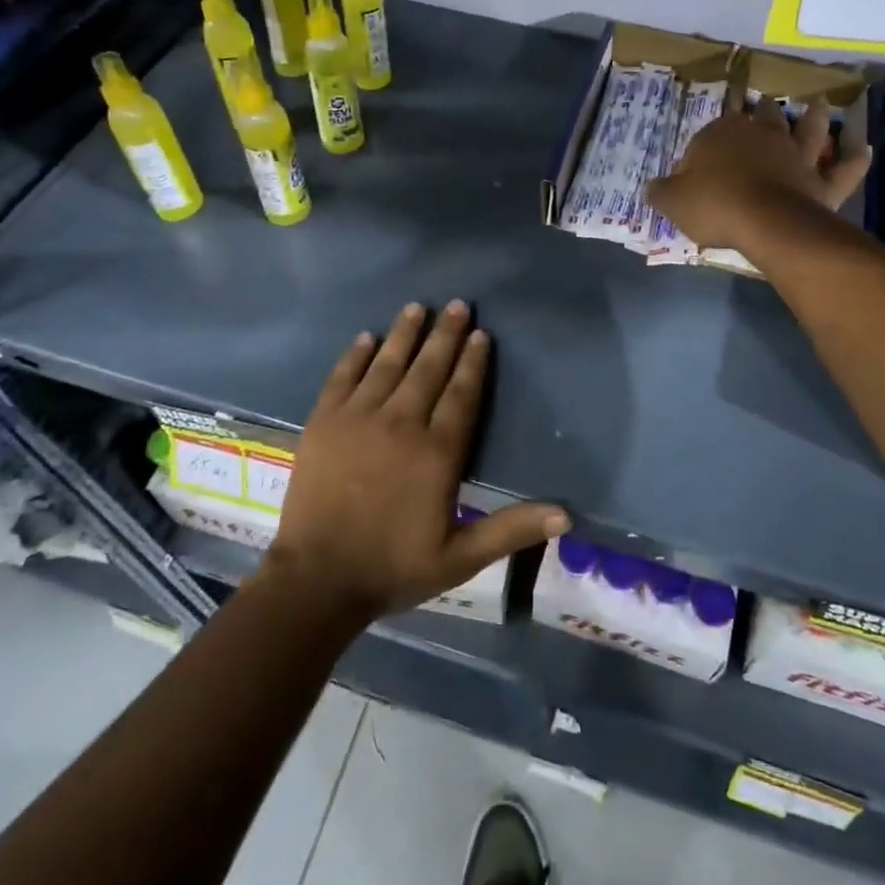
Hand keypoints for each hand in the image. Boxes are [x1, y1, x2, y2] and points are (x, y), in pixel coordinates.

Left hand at [259, 301, 569, 619]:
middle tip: (458, 304)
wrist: (317, 580)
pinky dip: (355, 355)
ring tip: (417, 307)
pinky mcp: (324, 422)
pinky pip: (342, 377)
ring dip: (404, 333)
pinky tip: (366, 337)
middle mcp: (401, 423)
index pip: (461, 394)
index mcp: (436, 452)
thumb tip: (567, 513)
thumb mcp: (461, 558)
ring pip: (387, 363)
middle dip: (446, 334)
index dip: (473, 362)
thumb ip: (512, 529)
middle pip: (428, 368)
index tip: (482, 334)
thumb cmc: (393, 567)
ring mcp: (358, 418)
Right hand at [645, 98, 870, 253]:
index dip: (706, 146)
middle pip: (763, 116)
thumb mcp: (673, 200)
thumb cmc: (714, 205)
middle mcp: (763, 136)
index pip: (713, 131)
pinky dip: (854, 158)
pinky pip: (843, 169)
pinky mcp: (822, 181)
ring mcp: (796, 156)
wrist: (766, 222)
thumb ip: (661, 191)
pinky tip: (864, 148)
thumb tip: (653, 187)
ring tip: (819, 104)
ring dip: (814, 116)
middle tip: (764, 102)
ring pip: (808, 129)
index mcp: (723, 135)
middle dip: (761, 109)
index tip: (698, 166)